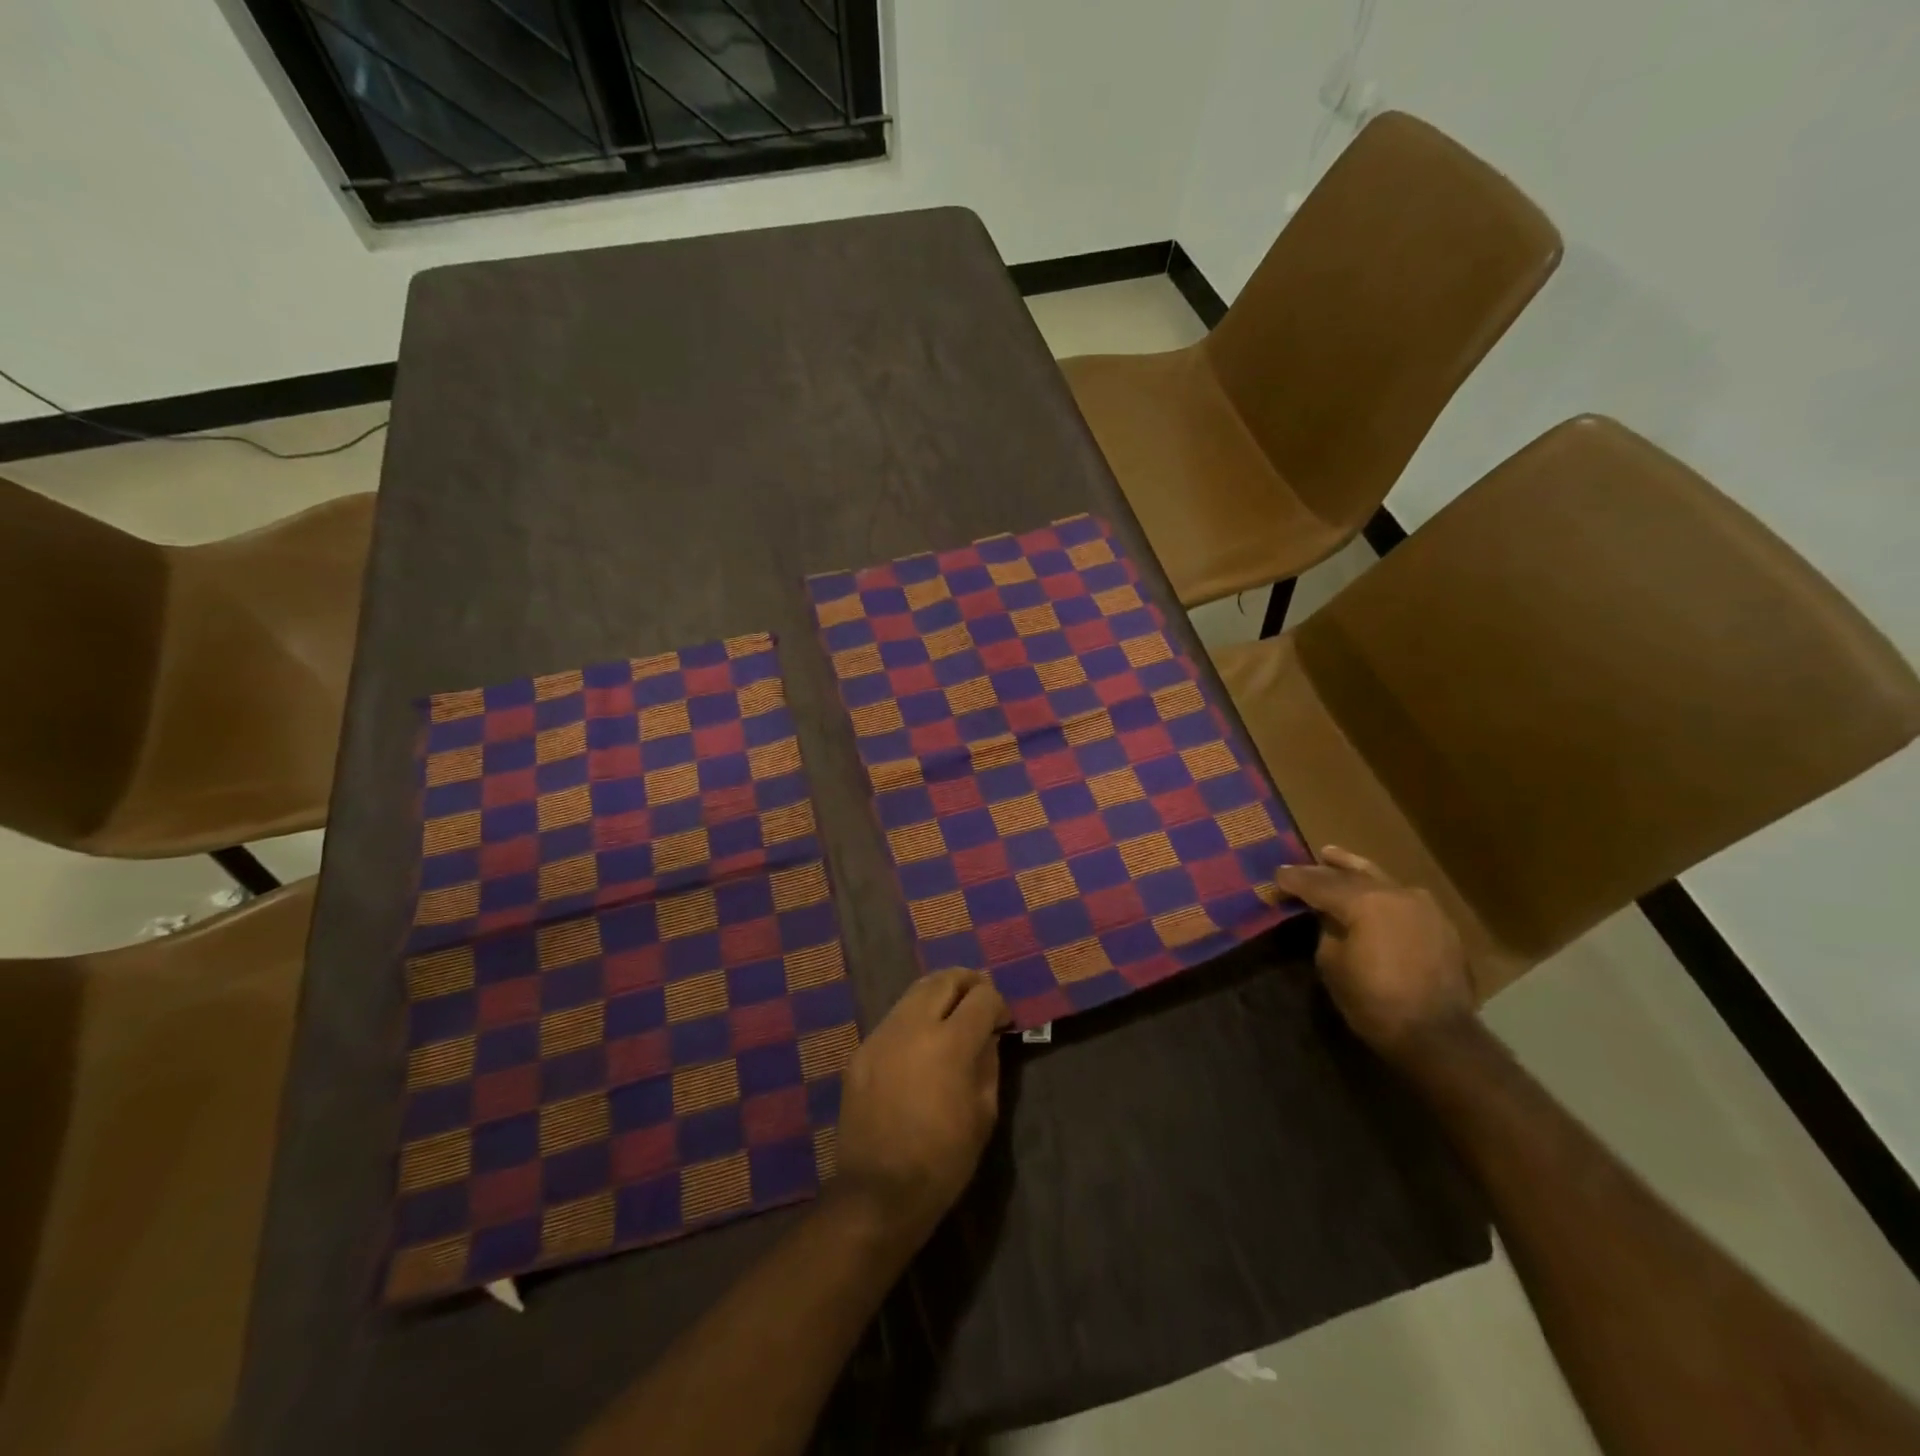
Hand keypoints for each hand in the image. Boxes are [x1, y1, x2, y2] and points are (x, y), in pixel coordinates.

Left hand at [832, 969, 1009, 1243]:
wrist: (878, 1192)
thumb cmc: (943, 1160)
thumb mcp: (983, 1114)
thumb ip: (988, 1063)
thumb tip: (988, 1035)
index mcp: (950, 1044)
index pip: (982, 997)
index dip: (998, 1004)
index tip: (1003, 1021)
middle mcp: (913, 1026)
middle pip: (945, 979)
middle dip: (968, 983)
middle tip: (981, 998)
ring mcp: (882, 1035)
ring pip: (915, 992)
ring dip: (940, 994)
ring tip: (953, 1011)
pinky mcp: (862, 1050)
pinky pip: (894, 1018)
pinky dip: (915, 1016)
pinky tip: (923, 1040)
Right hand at [1275, 846, 1475, 1062]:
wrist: (1438, 1036)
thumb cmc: (1374, 1002)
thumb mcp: (1332, 964)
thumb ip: (1327, 930)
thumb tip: (1329, 916)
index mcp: (1365, 902)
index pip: (1320, 884)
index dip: (1295, 880)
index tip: (1277, 875)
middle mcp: (1396, 894)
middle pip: (1352, 875)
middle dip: (1324, 870)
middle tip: (1302, 864)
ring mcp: (1424, 907)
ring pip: (1381, 880)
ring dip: (1356, 872)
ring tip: (1335, 859)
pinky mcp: (1441, 925)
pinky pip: (1402, 899)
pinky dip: (1381, 893)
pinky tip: (1372, 895)